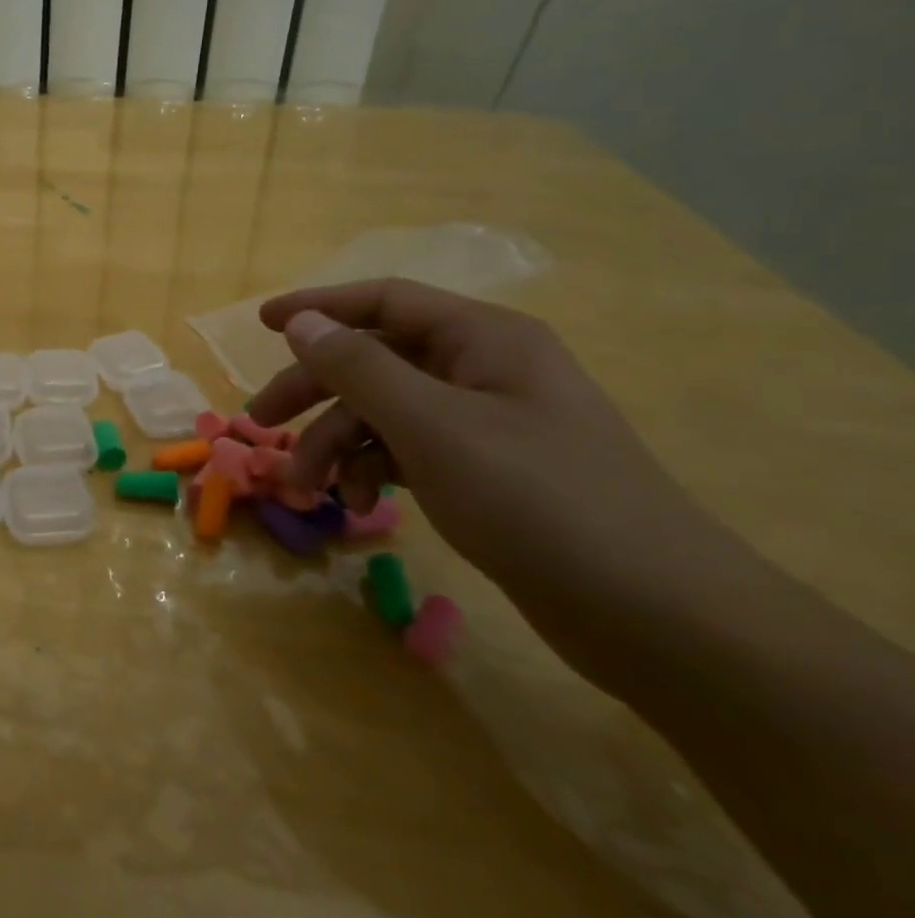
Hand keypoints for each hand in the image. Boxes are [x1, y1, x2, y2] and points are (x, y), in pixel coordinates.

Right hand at [247, 279, 738, 628]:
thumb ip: (358, 367)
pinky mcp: (486, 473)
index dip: (318, 307)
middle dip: (315, 392)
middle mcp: (483, 371)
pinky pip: (408, 452)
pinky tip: (360, 505)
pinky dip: (373, 472)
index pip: (384, 301)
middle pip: (375, 361)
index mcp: (483, 340)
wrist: (656, 615)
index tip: (261, 324)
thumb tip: (302, 322)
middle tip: (261, 423)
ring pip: (385, 413)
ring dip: (337, 445)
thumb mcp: (431, 426)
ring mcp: (486, 424)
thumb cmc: (537, 500)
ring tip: (308, 491)